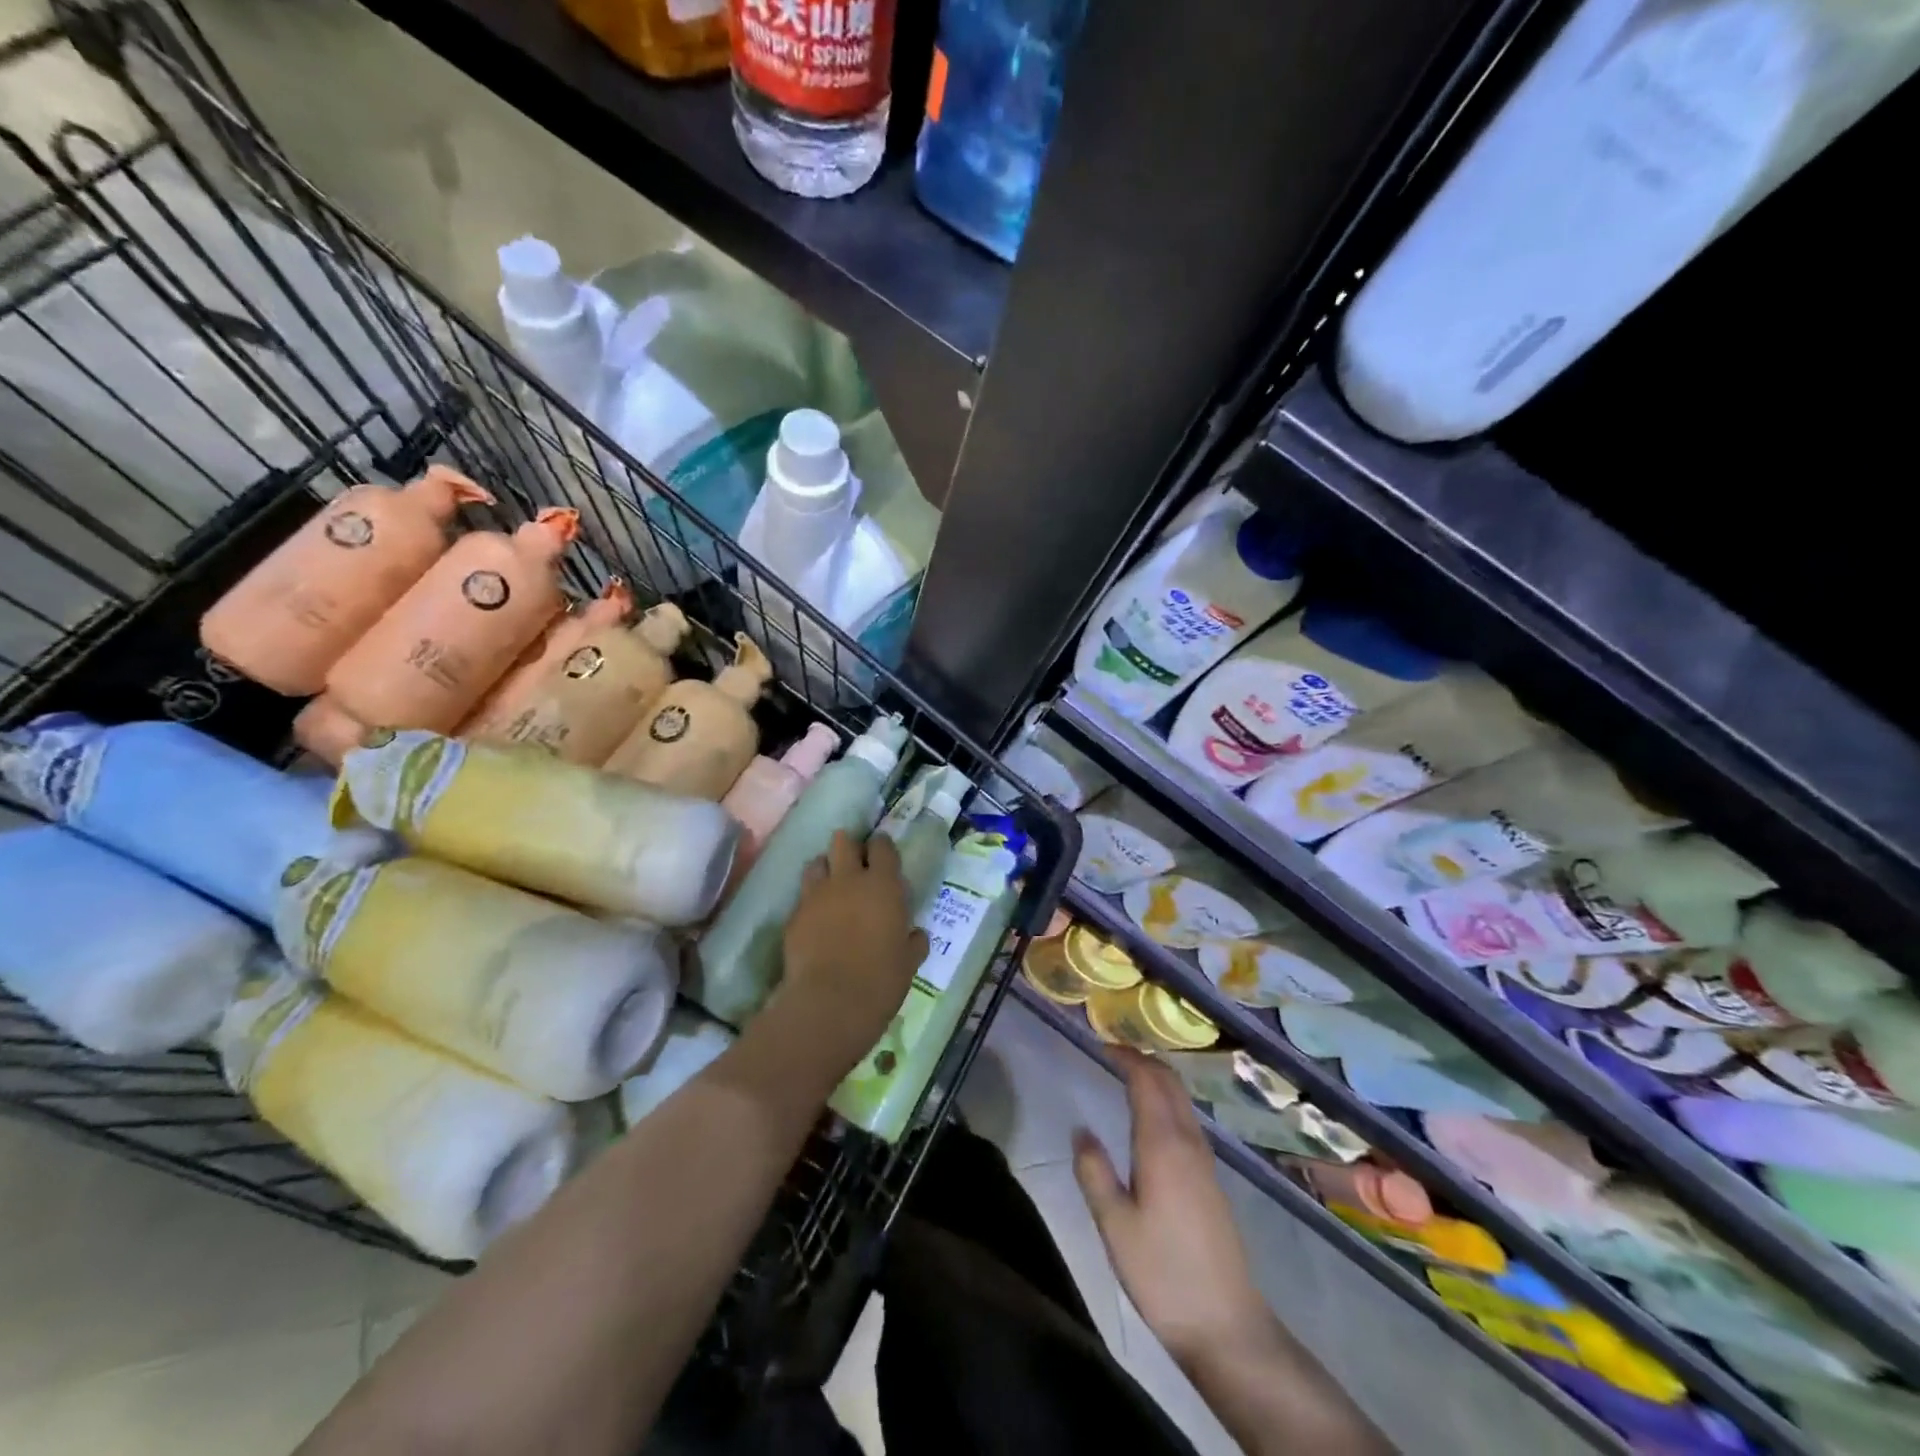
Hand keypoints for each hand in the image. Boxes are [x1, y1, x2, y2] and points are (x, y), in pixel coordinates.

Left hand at [769, 831, 928, 1083]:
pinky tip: (816, 919)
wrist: (829, 1003)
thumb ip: (913, 941)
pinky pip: (803, 896)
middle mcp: (848, 880)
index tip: (883, 857)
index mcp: (883, 885)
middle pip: (843, 841)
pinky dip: (810, 901)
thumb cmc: (880, 981)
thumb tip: (915, 934)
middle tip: (855, 865)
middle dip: (849, 847)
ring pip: (817, 862)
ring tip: (831, 887)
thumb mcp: (909, 962)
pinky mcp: (794, 915)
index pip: (882, 846)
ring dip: (825, 869)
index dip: (882, 847)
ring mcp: (816, 895)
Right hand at [1074, 1051, 1283, 1370]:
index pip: (1147, 1080)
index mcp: (1163, 1144)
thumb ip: (1094, 1172)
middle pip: (1170, 1082)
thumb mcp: (1114, 1225)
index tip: (1101, 1046)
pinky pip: (1187, 1120)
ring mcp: (1205, 1161)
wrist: (1226, 1325)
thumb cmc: (1162, 1273)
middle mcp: (1188, 1142)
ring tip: (1127, 1079)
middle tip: (1112, 1054)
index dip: (1126, 1057)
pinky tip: (1151, 1121)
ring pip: (1182, 1100)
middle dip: (1143, 1060)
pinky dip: (1167, 1102)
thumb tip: (1080, 1130)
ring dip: (1157, 1080)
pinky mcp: (1211, 1180)